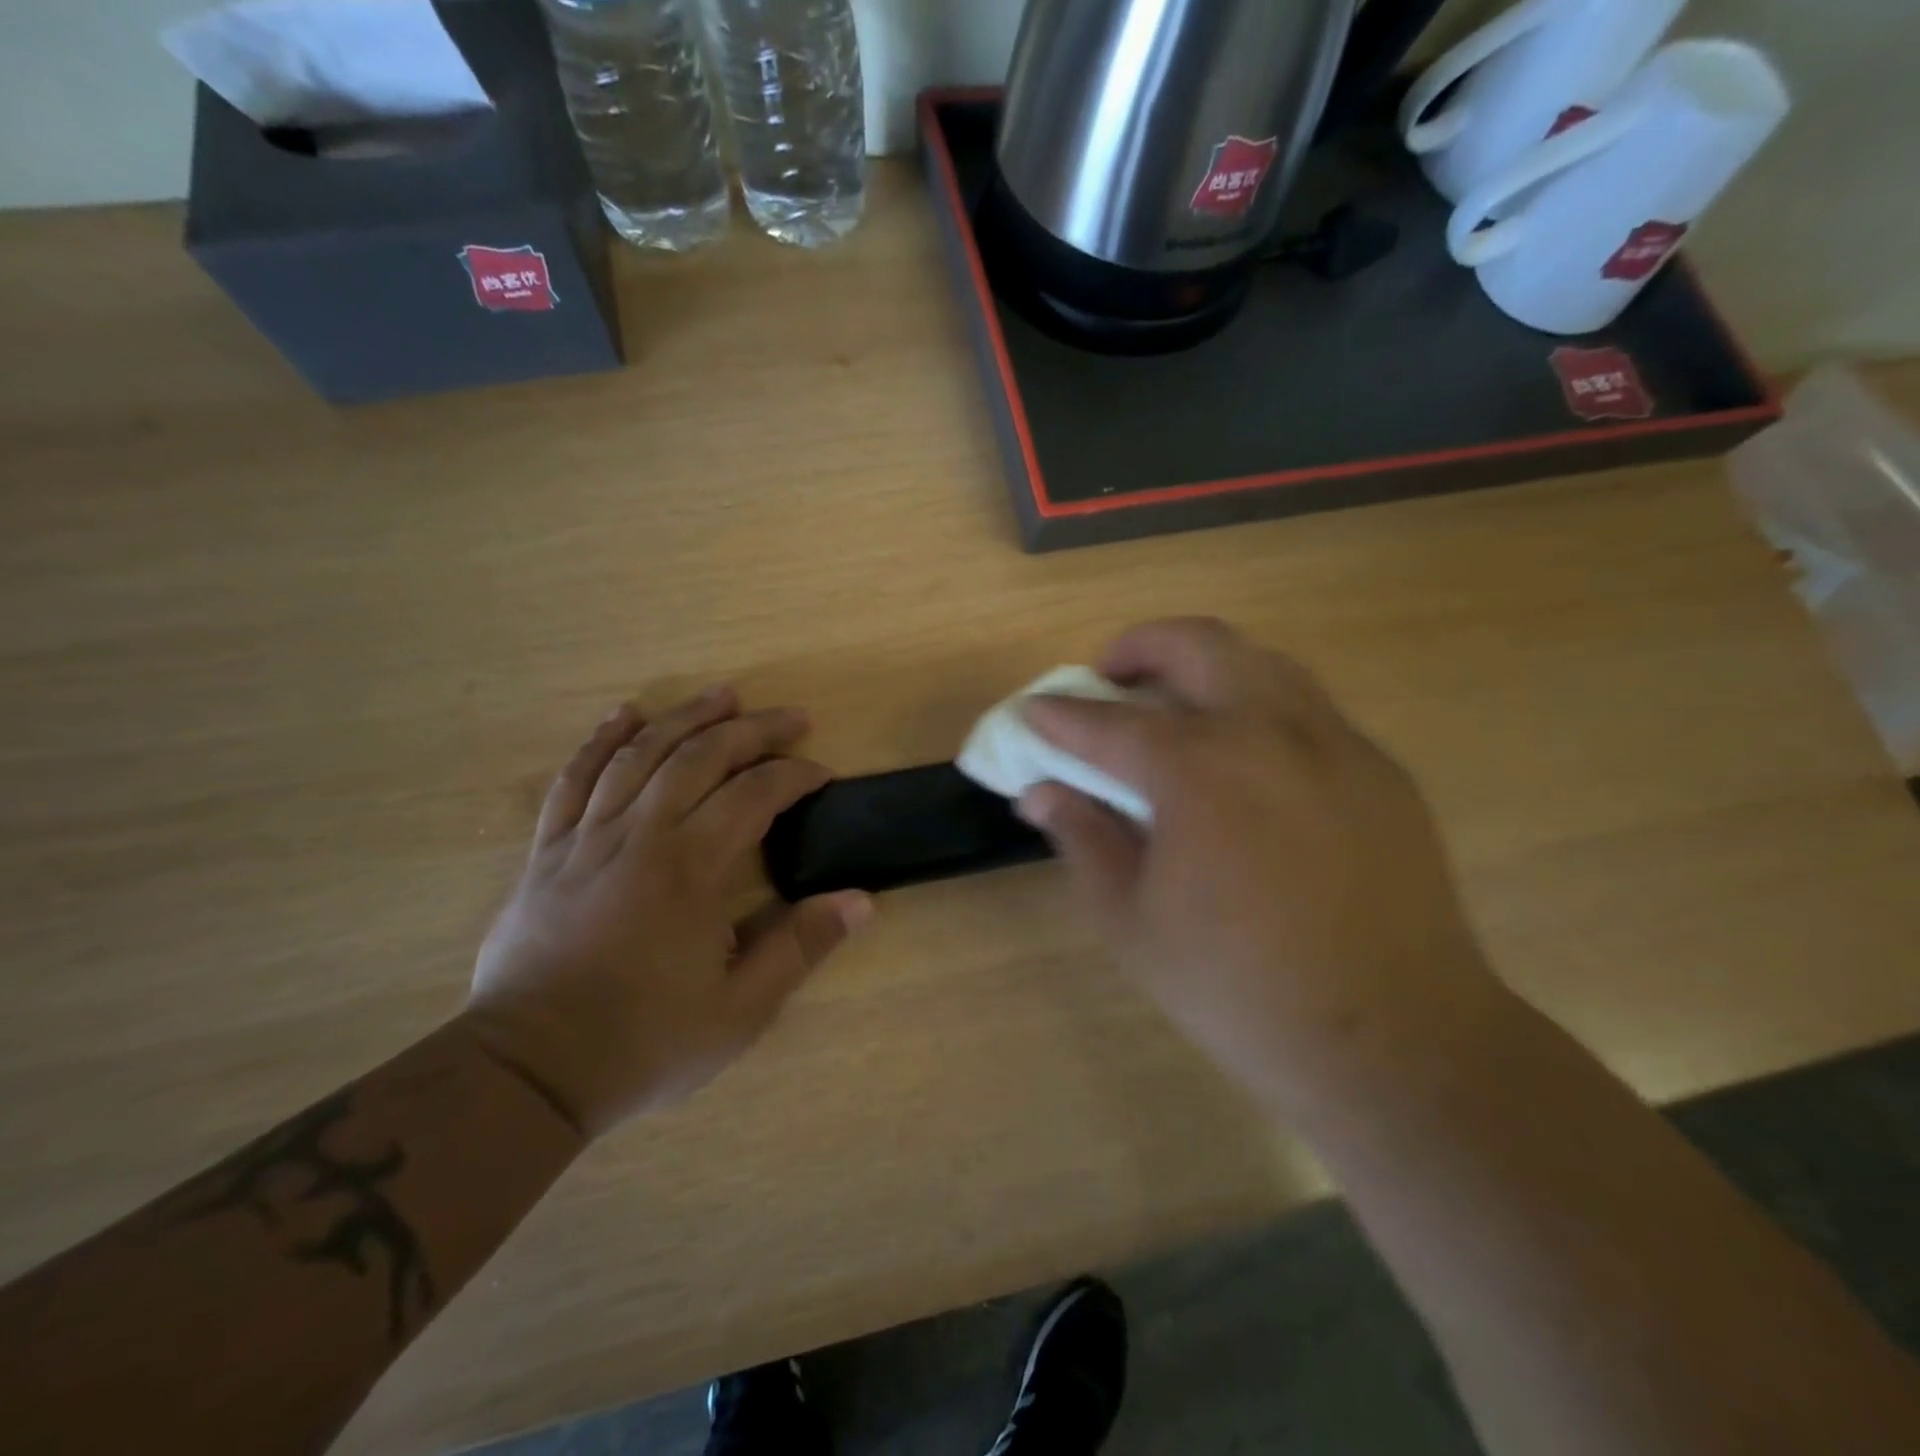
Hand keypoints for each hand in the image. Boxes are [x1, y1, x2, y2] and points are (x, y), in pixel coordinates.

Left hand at [464, 688, 872, 1136]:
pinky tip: (624, 715)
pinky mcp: (548, 850)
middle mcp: (640, 836)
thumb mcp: (740, 1010)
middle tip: (791, 717)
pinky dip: (601, 740)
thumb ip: (800, 947)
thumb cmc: (643, 1042)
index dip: (795, 775)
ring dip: (686, 717)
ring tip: (723, 695)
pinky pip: (573, 778)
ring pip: (640, 754)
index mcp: (689, 870)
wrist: (527, 1072)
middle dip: (752, 730)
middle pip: (700, 757)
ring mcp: (587, 838)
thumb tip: (861, 901)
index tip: (822, 774)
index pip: (754, 795)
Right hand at [1019, 619, 1501, 1108]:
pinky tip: (1246, 764)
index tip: (1033, 712)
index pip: (1108, 723)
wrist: (1393, 1039)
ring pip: (1261, 661)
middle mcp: (1268, 732)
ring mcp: (1334, 743)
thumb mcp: (1131, 921)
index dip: (1060, 716)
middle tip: (1110, 678)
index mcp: (1198, 770)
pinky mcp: (1379, 770)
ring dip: (1204, 666)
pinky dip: (1257, 708)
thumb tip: (1040, 791)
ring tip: (1176, 708)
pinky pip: (1307, 709)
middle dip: (1139, 647)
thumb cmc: (1239, 987)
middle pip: (1197, 644)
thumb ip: (1082, 839)